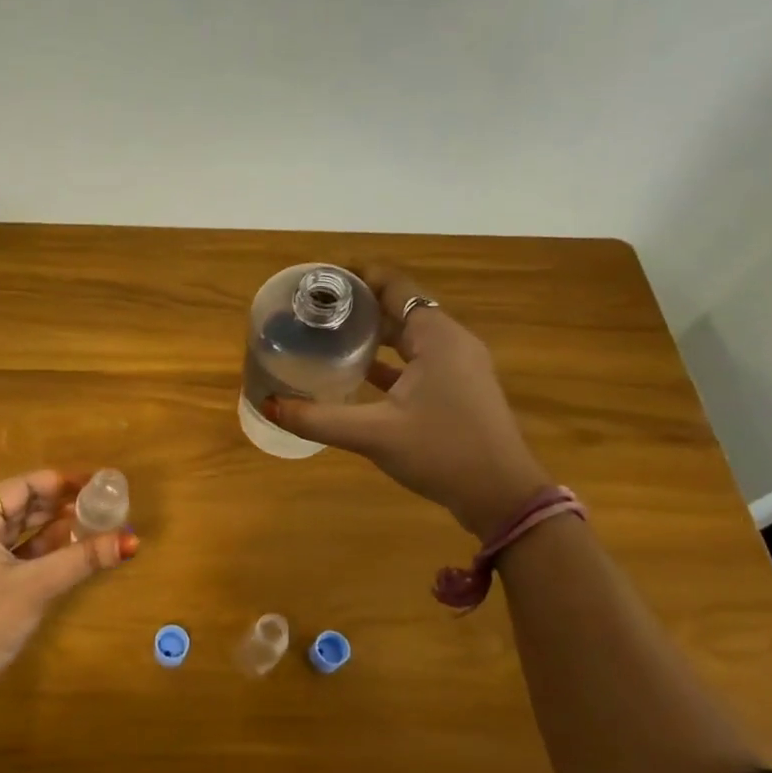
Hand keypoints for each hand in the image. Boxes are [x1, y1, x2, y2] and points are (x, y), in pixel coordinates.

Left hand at [0, 469, 138, 702]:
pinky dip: (41, 550)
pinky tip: (71, 549)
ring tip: (95, 522)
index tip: (98, 482)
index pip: (22, 486)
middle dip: (61, 504)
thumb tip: (131, 540)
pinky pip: (14, 553)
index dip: (62, 482)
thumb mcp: (37, 586)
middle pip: (21, 505)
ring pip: (19, 530)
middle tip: (103, 502)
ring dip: (54, 527)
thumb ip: (83, 558)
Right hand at [262, 266, 551, 538]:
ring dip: (374, 333)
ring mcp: (459, 367)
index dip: (359, 276)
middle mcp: (452, 342)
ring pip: (410, 337)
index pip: (395, 286)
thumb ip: (318, 418)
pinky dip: (389, 360)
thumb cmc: (442, 452)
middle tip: (316, 309)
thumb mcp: (374, 435)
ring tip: (330, 334)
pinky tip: (358, 373)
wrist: (501, 496)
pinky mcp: (458, 390)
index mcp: (437, 337)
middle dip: (361, 305)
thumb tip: (270, 405)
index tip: (321, 279)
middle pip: (401, 308)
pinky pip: (418, 361)